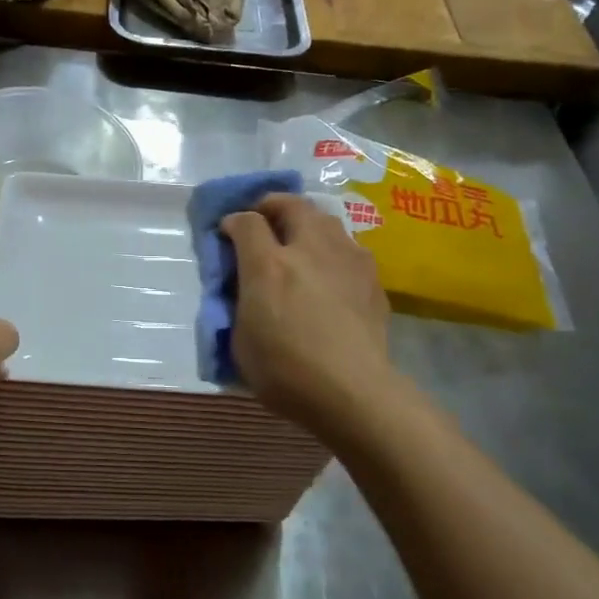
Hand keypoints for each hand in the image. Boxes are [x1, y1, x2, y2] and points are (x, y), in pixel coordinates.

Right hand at [221, 194, 395, 437]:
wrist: (353, 394)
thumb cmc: (286, 372)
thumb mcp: (241, 338)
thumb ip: (239, 301)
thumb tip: (242, 284)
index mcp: (269, 265)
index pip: (247, 220)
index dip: (233, 222)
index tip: (227, 233)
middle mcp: (309, 250)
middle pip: (291, 204)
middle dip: (272, 206)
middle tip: (263, 222)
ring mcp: (346, 259)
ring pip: (325, 219)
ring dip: (305, 223)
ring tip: (298, 243)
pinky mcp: (371, 277)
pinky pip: (347, 247)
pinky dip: (331, 250)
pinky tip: (328, 273)